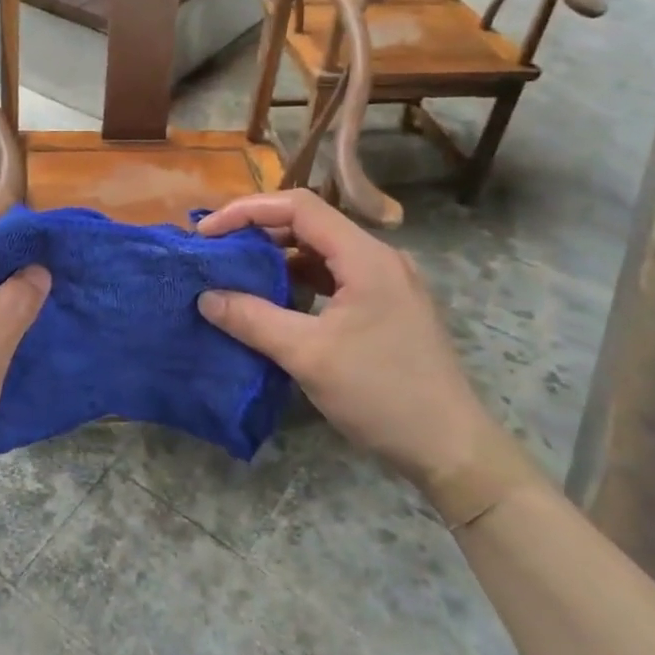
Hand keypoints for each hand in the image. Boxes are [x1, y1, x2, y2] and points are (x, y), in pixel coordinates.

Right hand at [196, 190, 523, 519]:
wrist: (450, 447)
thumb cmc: (381, 394)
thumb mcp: (308, 355)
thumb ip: (252, 319)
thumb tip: (205, 297)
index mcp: (366, 257)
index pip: (299, 207)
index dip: (248, 210)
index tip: (207, 233)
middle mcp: (379, 258)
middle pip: (310, 225)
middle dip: (258, 233)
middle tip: (215, 252)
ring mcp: (385, 283)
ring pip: (321, 253)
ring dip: (277, 259)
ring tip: (235, 275)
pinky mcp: (384, 308)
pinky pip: (333, 279)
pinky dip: (298, 282)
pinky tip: (273, 302)